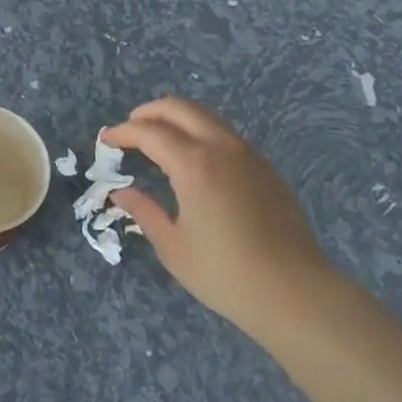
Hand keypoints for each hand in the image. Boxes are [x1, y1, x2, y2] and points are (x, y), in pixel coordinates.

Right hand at [102, 98, 340, 345]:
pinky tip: (195, 160)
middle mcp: (221, 148)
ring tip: (159, 139)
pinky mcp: (266, 169)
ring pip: (207, 117)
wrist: (295, 292)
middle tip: (130, 127)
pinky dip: (201, 133)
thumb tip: (121, 192)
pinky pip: (226, 135)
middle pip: (180, 108)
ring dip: (178, 119)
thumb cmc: (226, 274)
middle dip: (150, 112)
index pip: (150, 132)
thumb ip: (145, 212)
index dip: (123, 132)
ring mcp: (248, 155)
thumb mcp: (174, 247)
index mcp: (194, 164)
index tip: (106, 140)